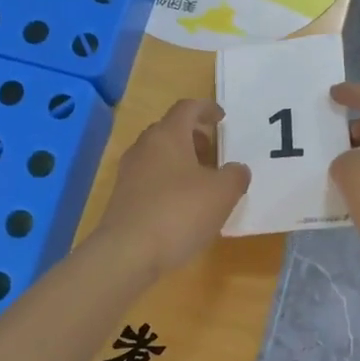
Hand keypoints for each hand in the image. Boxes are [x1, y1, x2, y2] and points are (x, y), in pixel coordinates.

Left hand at [95, 99, 249, 276]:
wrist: (128, 252)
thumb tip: (236, 169)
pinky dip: (169, 182)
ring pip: (159, 155)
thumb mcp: (221, 193)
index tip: (222, 118)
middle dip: (193, 136)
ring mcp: (129, 173)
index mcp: (168, 135)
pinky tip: (183, 205)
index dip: (206, 109)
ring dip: (181, 161)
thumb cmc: (179, 213)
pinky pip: (150, 179)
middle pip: (169, 130)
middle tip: (214, 151)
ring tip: (203, 181)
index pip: (187, 108)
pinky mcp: (123, 198)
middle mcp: (144, 147)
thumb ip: (235, 176)